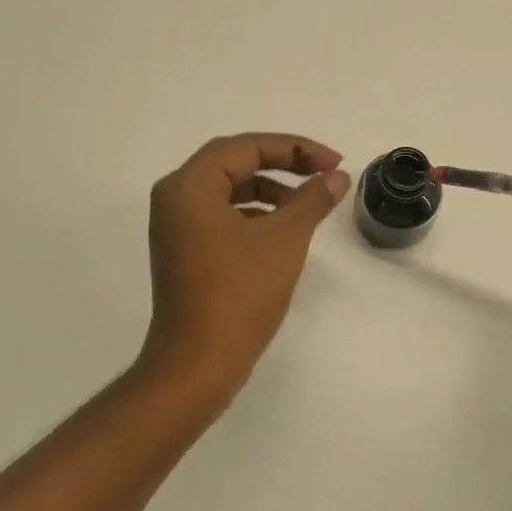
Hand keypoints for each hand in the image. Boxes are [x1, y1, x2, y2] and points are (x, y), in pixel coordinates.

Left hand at [140, 133, 349, 395]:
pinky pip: (223, 217)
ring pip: (229, 192)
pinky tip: (284, 231)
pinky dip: (255, 215)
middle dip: (283, 164)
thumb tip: (336, 177)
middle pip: (234, 163)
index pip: (245, 147)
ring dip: (271, 191)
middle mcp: (175, 199)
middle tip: (325, 173)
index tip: (333, 162)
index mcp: (189, 186)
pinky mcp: (185, 253)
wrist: (198, 364)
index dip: (294, 148)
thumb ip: (312, 200)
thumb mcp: (284, 240)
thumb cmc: (239, 295)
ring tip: (310, 204)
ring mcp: (176, 228)